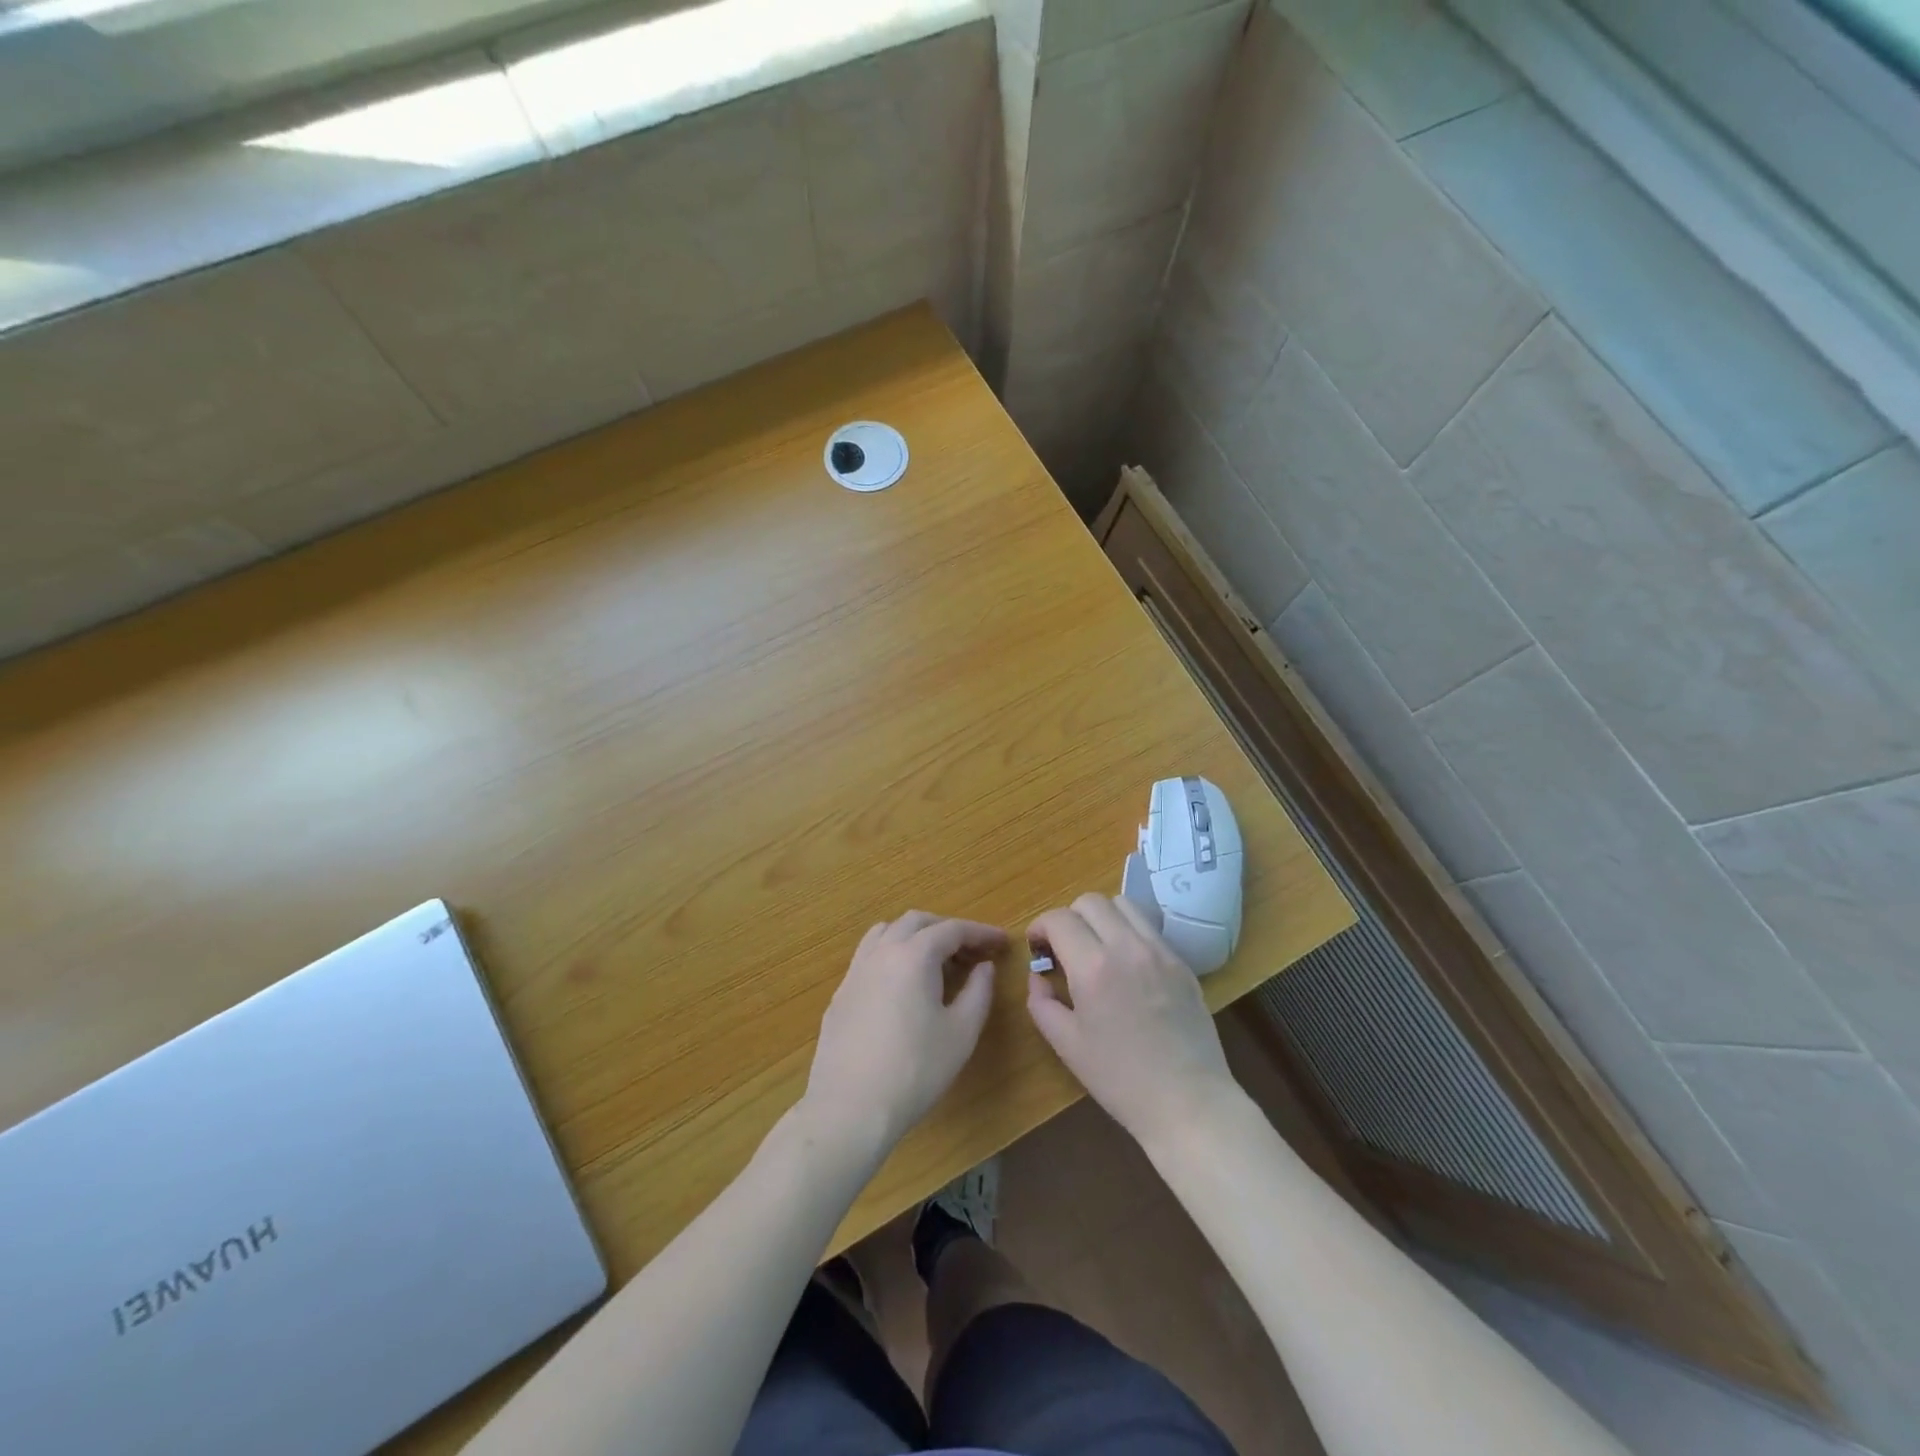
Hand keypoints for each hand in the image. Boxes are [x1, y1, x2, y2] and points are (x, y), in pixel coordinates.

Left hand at [802, 911, 1009, 1158]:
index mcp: (914, 955)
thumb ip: (978, 991)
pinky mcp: (841, 993)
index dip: (980, 932)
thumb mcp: (961, 1032)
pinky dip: (892, 954)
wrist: (851, 1107)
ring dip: (915, 935)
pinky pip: (869, 956)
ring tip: (935, 960)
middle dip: (947, 929)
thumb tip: (983, 966)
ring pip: (886, 932)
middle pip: (916, 922)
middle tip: (972, 951)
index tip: (1001, 942)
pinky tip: (902, 985)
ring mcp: (856, 971)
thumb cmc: (916, 1070)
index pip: (952, 929)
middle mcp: (881, 952)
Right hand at [1027, 893, 1237, 1148]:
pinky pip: (1149, 927)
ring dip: (1101, 917)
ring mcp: (1160, 951)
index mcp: (1093, 968)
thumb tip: (1038, 975)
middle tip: (1064, 947)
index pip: (1059, 919)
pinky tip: (1127, 965)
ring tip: (1097, 947)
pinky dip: (1129, 932)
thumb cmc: (1120, 1080)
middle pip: (1090, 901)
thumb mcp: (1067, 1045)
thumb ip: (1041, 1002)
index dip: (1040, 927)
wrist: (1188, 1102)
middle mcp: (1127, 947)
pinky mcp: (1181, 962)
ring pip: (1123, 904)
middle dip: (1068, 917)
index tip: (1038, 948)